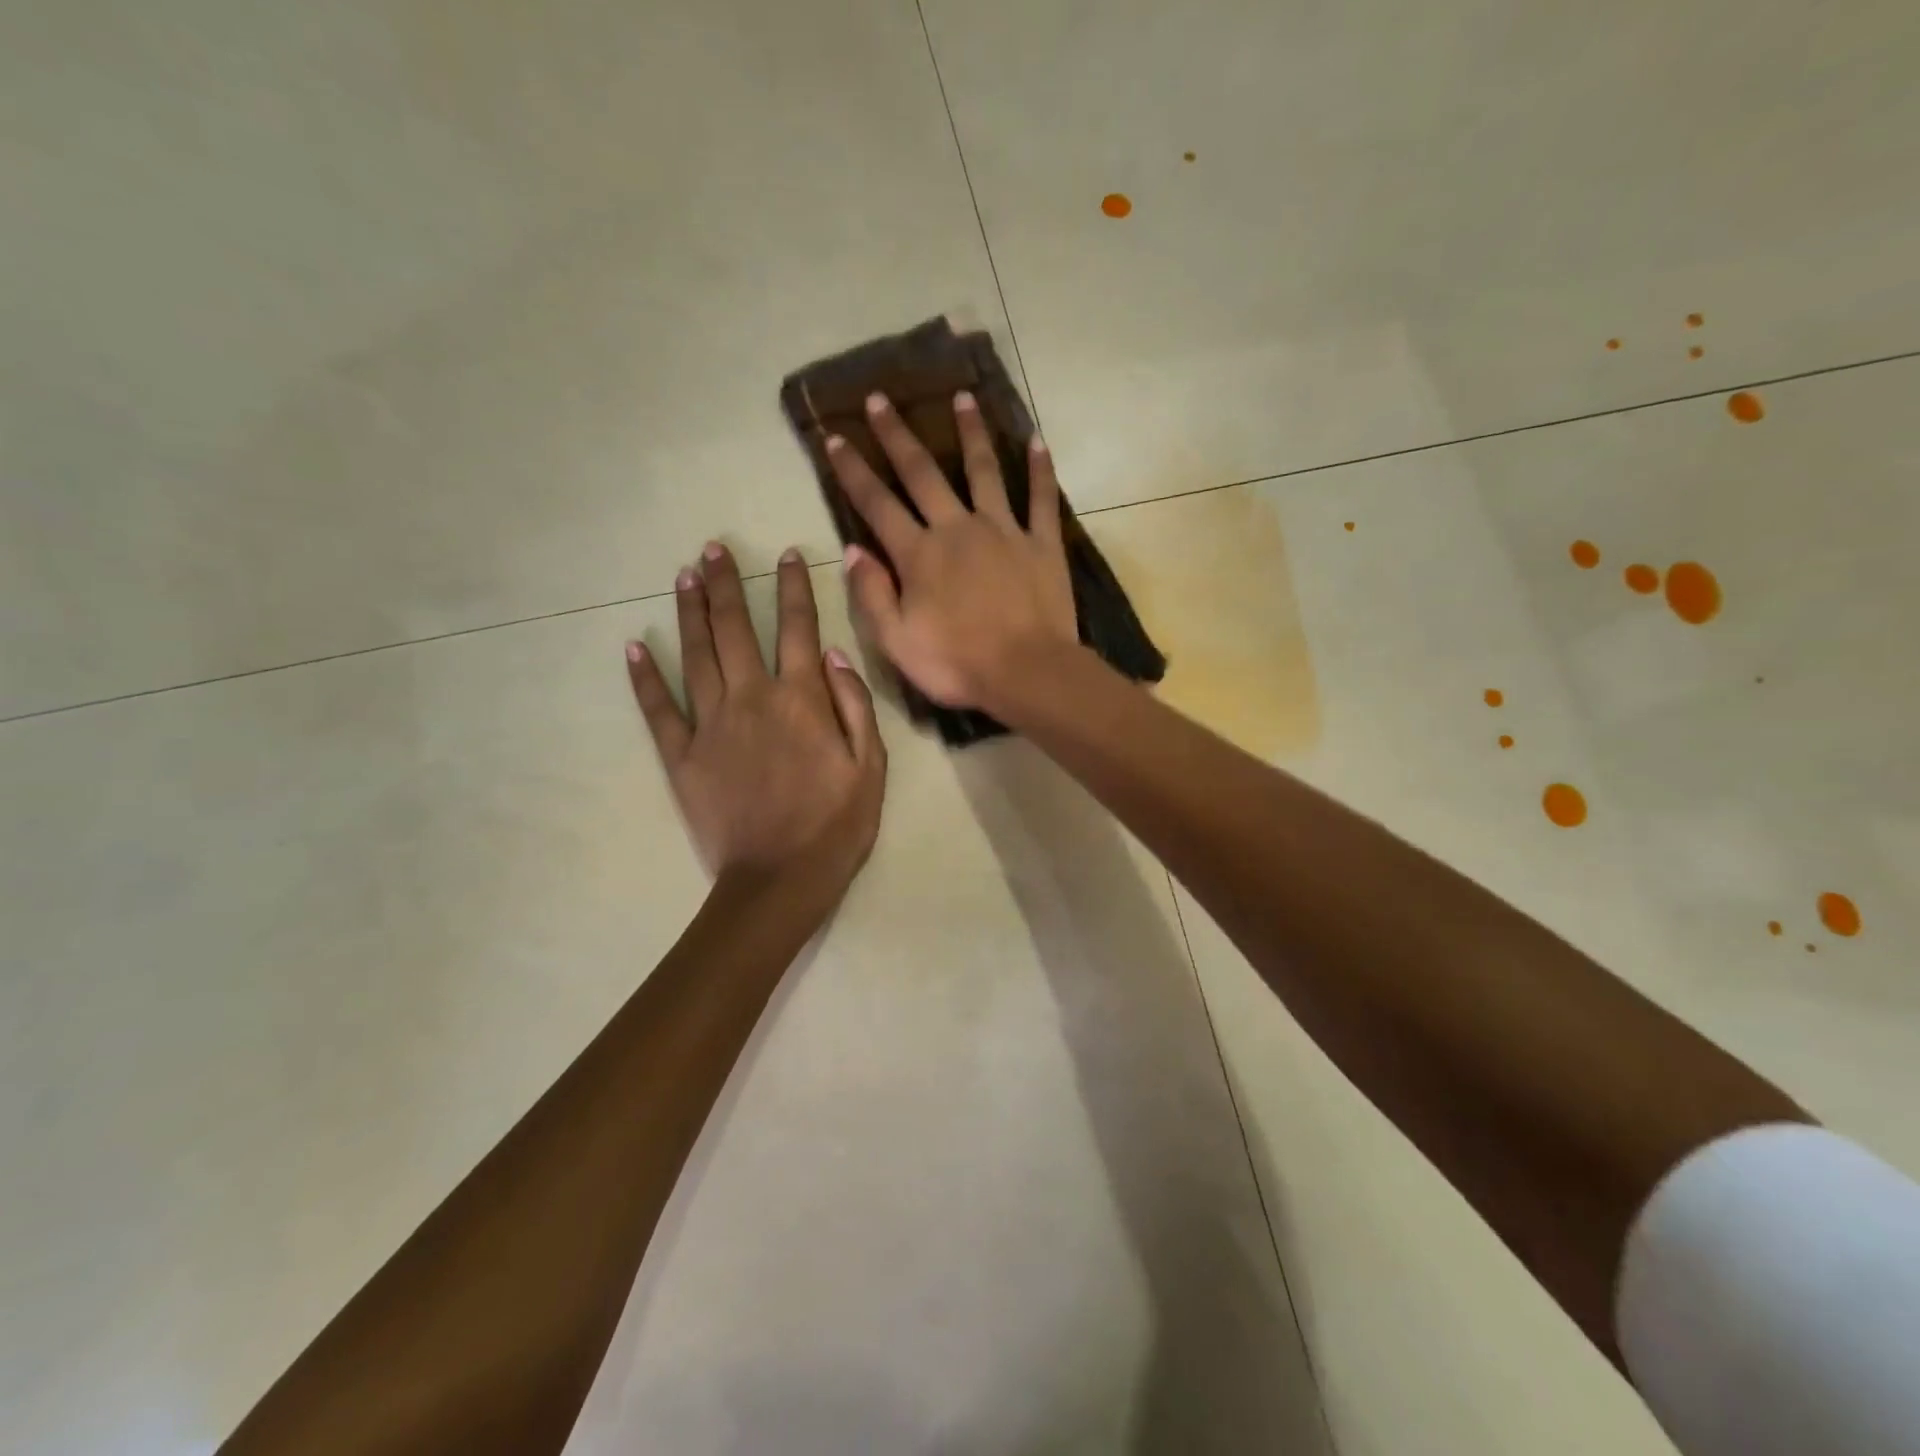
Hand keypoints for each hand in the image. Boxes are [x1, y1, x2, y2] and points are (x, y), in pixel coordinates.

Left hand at [626, 543, 885, 890]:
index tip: (787, 555)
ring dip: (691, 612)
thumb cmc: (836, 825)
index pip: (798, 628)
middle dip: (726, 584)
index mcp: (801, 699)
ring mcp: (711, 725)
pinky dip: (645, 677)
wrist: (780, 880)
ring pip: (697, 655)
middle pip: (736, 628)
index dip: (793, 588)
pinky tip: (635, 646)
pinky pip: (659, 709)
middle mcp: (752, 698)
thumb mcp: (871, 767)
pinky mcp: (682, 756)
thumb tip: (833, 654)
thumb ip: (855, 705)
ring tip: (684, 576)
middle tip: (713, 549)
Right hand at [825, 390, 1077, 710]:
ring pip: (984, 470)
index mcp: (919, 554)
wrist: (1028, 673)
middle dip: (898, 435)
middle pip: (922, 473)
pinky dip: (1040, 469)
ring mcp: (1004, 530)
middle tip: (881, 399)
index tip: (834, 438)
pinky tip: (1037, 440)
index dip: (853, 471)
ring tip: (963, 396)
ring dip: (971, 432)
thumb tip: (853, 550)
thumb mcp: (896, 642)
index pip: (876, 504)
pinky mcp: (1042, 542)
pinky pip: (1042, 498)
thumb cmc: (957, 664)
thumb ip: (871, 594)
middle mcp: (957, 528)